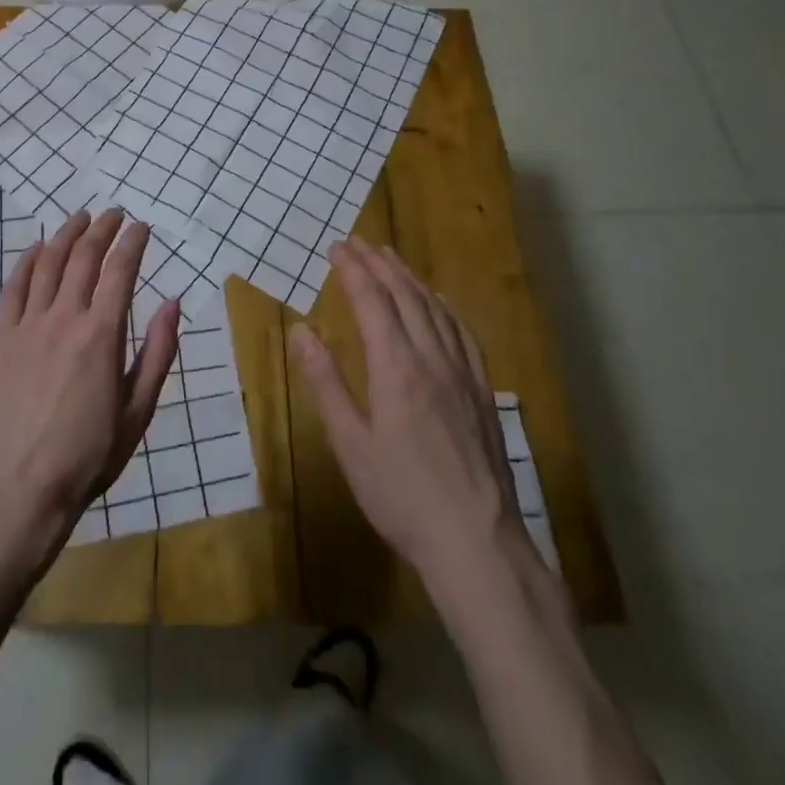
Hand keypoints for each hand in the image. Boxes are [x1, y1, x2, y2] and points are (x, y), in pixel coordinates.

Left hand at [0, 209, 180, 553]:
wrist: (22, 487)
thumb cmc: (90, 453)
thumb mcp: (140, 409)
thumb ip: (158, 352)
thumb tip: (173, 301)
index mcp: (102, 334)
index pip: (121, 270)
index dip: (133, 242)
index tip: (142, 226)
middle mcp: (65, 318)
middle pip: (84, 256)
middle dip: (102, 228)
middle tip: (114, 213)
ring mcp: (29, 325)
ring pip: (48, 263)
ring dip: (66, 234)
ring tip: (80, 217)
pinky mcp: (3, 338)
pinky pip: (13, 287)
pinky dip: (27, 261)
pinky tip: (37, 248)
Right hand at [289, 238, 544, 602]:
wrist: (477, 542)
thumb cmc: (402, 496)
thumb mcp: (351, 444)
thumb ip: (326, 383)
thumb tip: (301, 331)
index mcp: (397, 367)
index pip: (372, 301)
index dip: (353, 270)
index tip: (337, 247)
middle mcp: (433, 358)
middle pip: (406, 296)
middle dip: (380, 264)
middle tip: (359, 241)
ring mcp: (464, 374)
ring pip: (436, 309)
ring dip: (411, 278)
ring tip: (392, 258)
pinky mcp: (483, 392)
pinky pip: (464, 334)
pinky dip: (445, 307)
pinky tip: (440, 304)